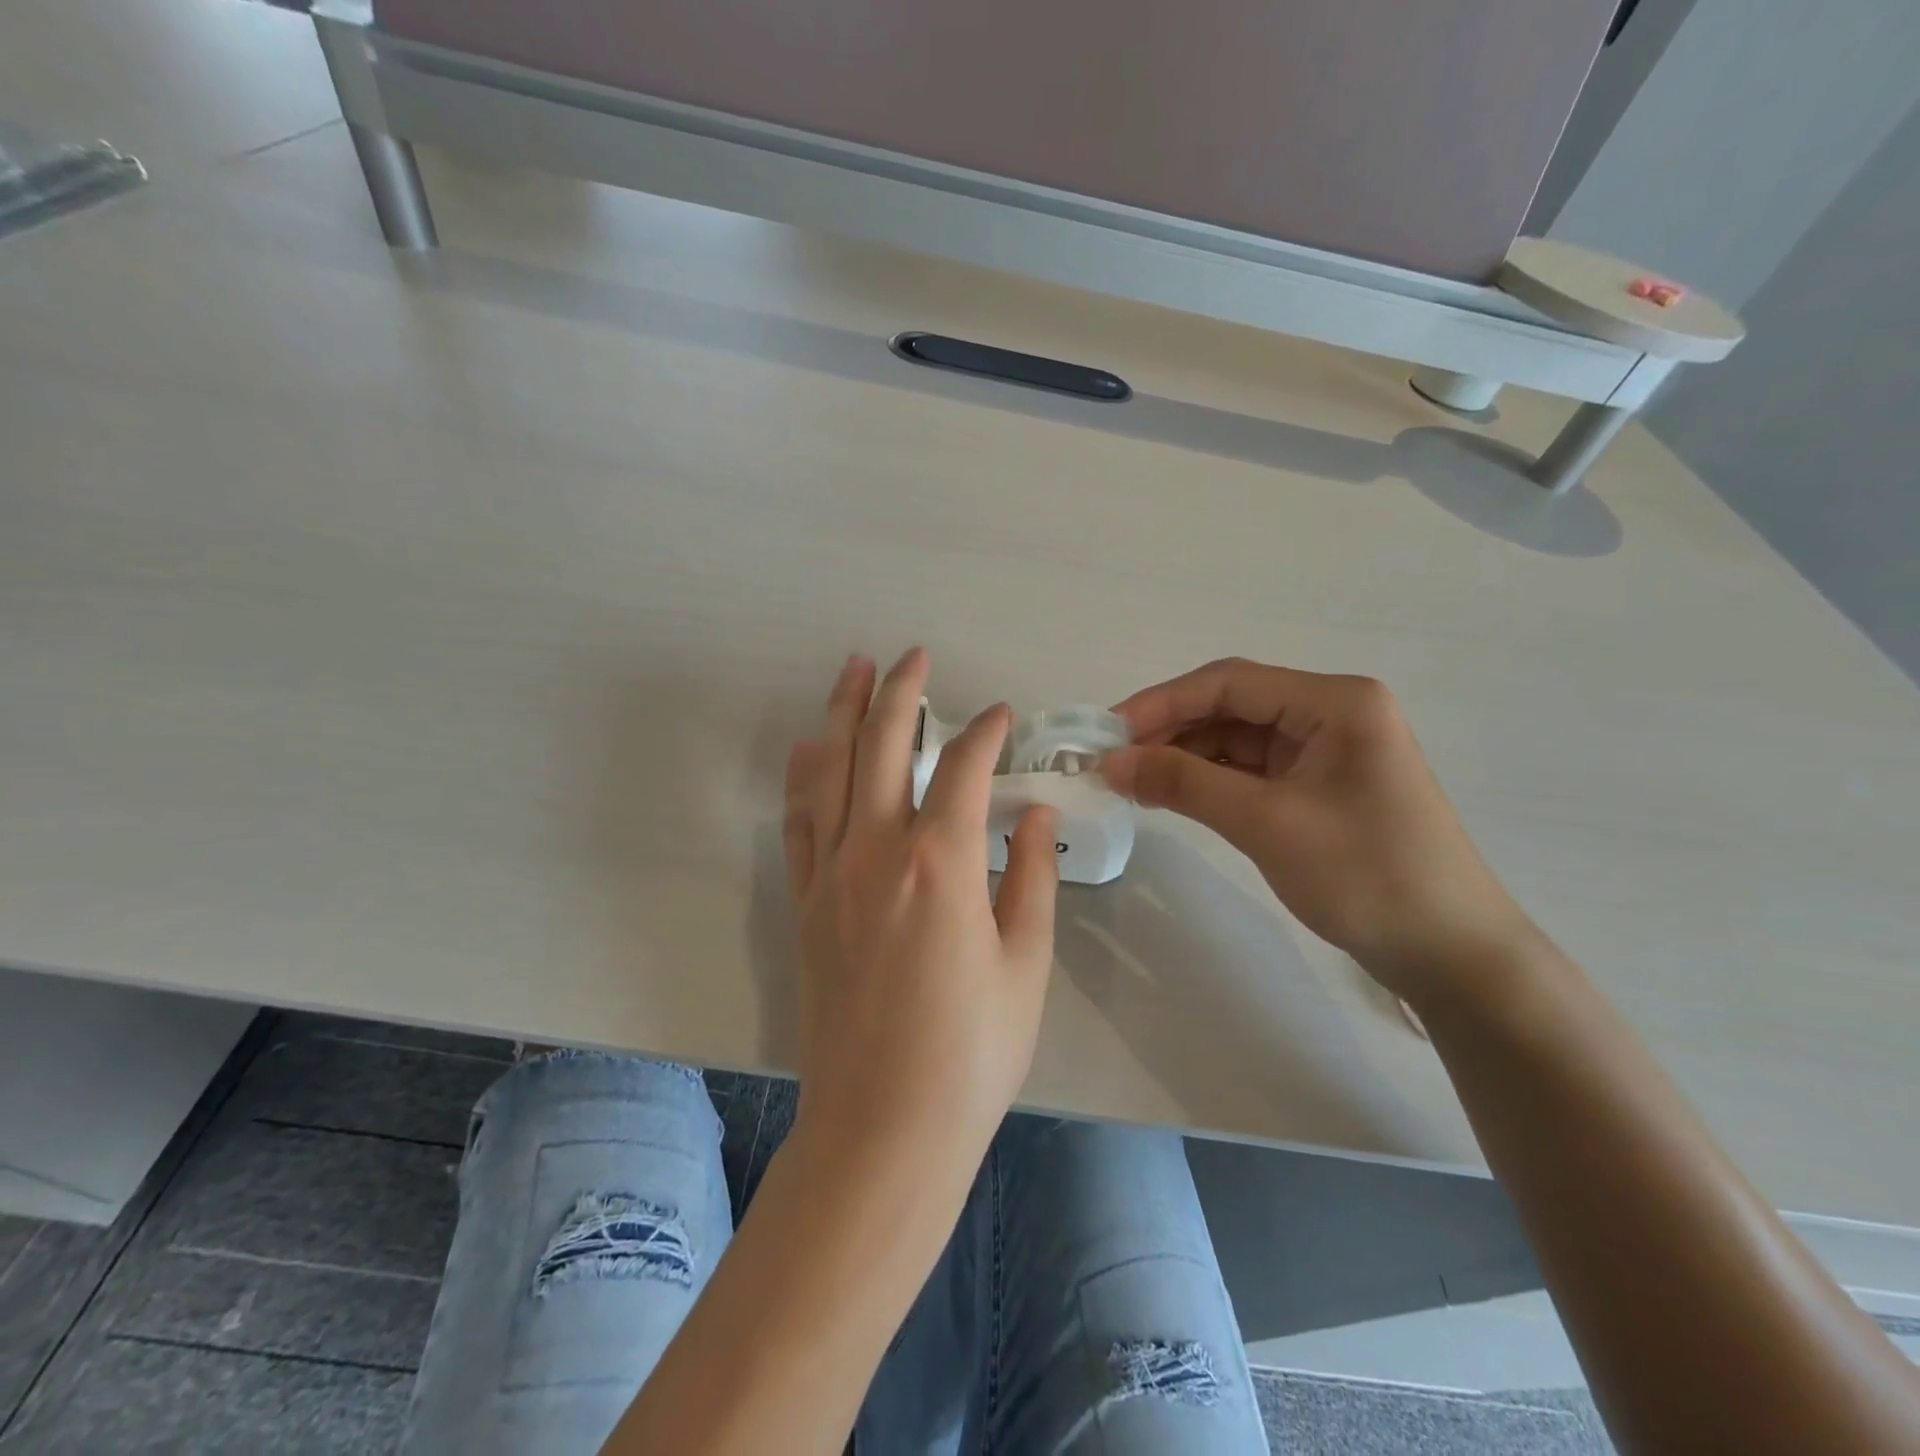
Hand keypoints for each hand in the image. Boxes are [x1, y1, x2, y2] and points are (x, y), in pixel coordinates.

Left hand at [784, 649, 1058, 1175]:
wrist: (883, 1127)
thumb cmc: (971, 1052)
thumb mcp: (1025, 963)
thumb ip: (1030, 875)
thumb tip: (1032, 812)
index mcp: (941, 863)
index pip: (965, 768)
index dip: (987, 732)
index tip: (1004, 716)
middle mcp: (877, 852)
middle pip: (885, 746)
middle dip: (902, 691)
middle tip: (915, 656)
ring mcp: (831, 874)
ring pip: (833, 769)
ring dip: (844, 713)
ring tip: (854, 669)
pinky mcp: (806, 903)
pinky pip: (800, 820)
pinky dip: (806, 775)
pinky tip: (811, 749)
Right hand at [1101, 658, 1537, 1002]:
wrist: (1451, 954)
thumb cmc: (1367, 876)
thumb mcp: (1267, 823)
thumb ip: (1185, 783)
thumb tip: (1111, 762)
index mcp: (1336, 702)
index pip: (1230, 682)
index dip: (1161, 702)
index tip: (1108, 733)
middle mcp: (1332, 713)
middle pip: (1232, 706)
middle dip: (1170, 730)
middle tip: (1113, 762)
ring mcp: (1327, 751)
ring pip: (1237, 738)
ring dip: (1185, 756)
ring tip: (1133, 782)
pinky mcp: (1319, 786)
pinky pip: (1251, 769)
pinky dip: (1209, 780)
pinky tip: (1172, 795)